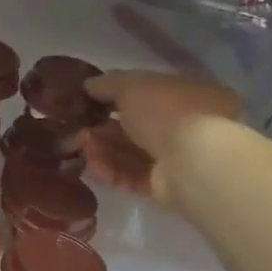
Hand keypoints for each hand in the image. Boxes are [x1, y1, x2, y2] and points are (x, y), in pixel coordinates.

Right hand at [81, 69, 241, 213]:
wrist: (192, 161)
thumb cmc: (167, 111)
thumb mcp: (132, 85)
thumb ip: (108, 84)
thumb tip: (88, 85)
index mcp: (188, 94)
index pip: (148, 94)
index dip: (116, 96)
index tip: (88, 101)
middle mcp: (186, 126)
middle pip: (136, 126)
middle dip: (104, 126)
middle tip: (79, 127)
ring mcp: (176, 158)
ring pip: (131, 152)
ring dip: (103, 148)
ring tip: (81, 145)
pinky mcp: (164, 186)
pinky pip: (131, 176)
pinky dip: (110, 170)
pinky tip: (91, 164)